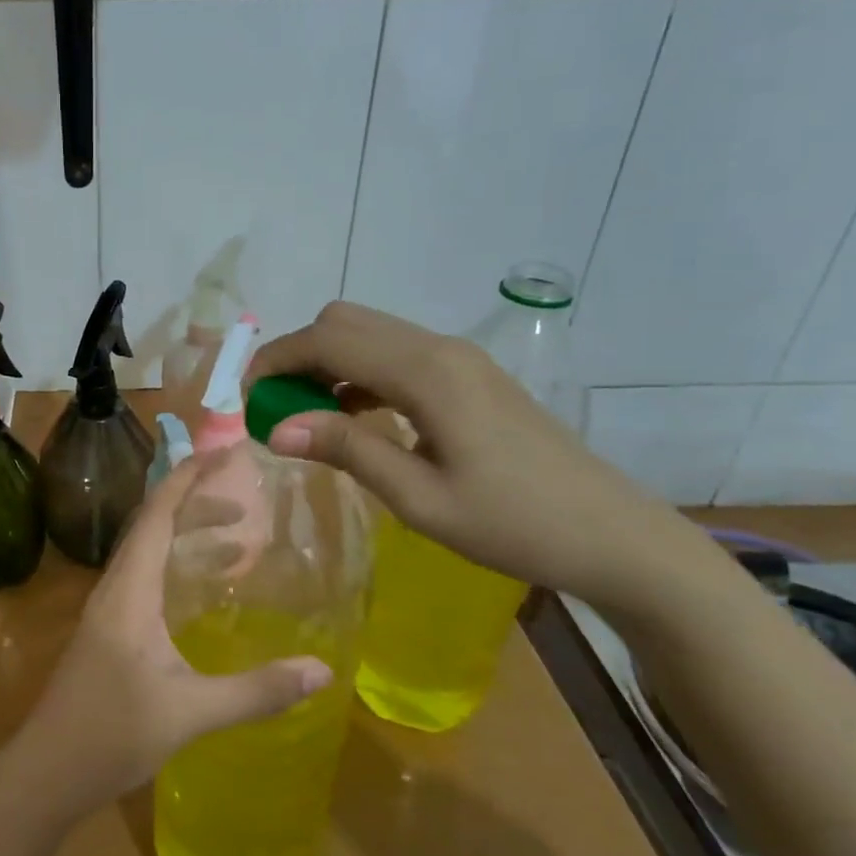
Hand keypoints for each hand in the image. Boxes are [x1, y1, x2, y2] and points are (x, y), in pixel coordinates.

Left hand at [13, 461, 332, 814]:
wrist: (45, 773)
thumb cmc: (111, 735)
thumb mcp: (190, 713)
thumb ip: (256, 691)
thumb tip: (322, 670)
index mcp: (129, 590)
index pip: (158, 514)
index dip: (189, 478)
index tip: (225, 454)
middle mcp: (115, 588)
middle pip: (154, 525)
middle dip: (197, 505)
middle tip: (247, 508)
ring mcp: (107, 610)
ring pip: (149, 553)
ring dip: (188, 538)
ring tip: (238, 544)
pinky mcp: (108, 631)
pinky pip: (145, 578)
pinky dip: (176, 568)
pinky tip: (201, 594)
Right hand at [248, 301, 710, 612]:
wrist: (611, 534)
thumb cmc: (514, 524)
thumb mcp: (419, 498)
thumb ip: (347, 450)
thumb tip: (276, 426)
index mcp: (426, 373)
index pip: (328, 339)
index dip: (275, 360)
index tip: (243, 398)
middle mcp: (439, 348)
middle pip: (345, 321)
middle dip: (297, 355)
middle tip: (274, 408)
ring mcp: (458, 358)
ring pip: (369, 334)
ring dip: (326, 363)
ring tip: (304, 417)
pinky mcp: (468, 376)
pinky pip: (395, 355)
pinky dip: (358, 374)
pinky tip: (352, 418)